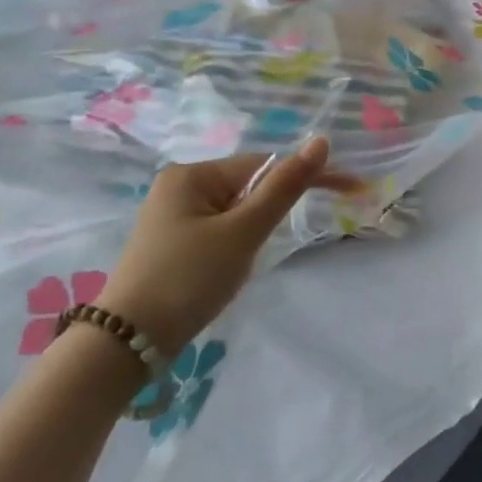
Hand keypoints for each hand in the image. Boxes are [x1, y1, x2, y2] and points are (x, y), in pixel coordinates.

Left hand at [95, 137, 357, 357]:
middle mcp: (180, 186)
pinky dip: (238, 243)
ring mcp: (173, 215)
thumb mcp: (244, 231)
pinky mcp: (173, 242)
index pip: (266, 164)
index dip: (308, 177)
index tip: (351, 191)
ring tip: (245, 263)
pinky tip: (229, 268)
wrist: (130, 340)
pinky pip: (222, 229)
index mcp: (193, 174)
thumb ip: (285, 187)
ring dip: (256, 231)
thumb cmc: (190, 278)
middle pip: (250, 186)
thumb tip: (321, 141)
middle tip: (276, 245)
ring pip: (238, 211)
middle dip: (274, 211)